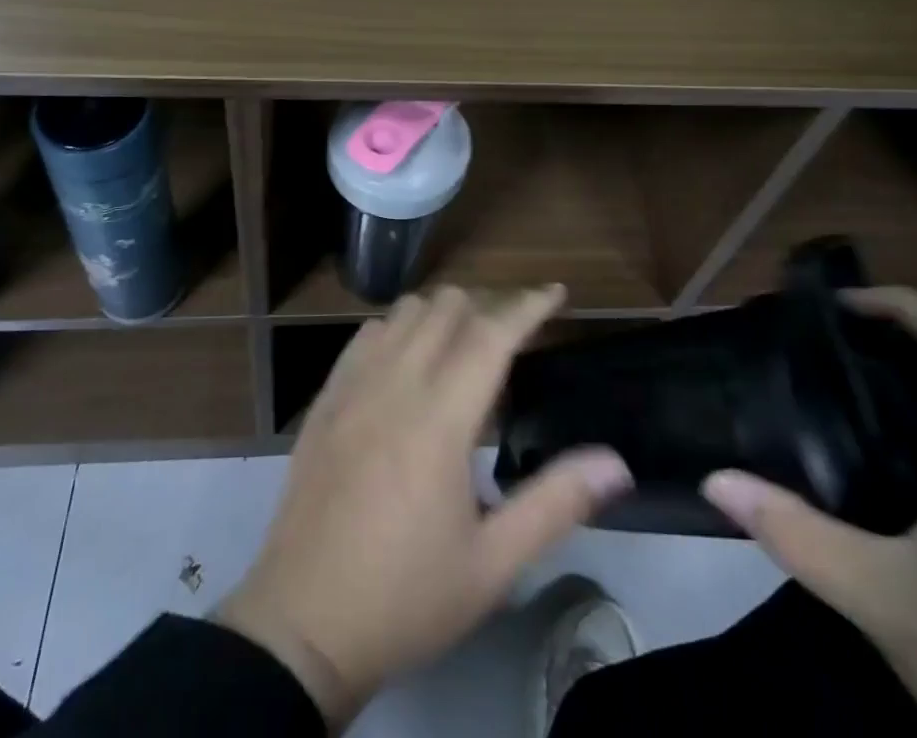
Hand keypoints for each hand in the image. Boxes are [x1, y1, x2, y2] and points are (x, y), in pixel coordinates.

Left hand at [216, 285, 630, 727]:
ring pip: (404, 312)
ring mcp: (352, 386)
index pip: (491, 335)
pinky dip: (398, 328)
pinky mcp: (325, 399)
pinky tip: (407, 359)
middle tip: (513, 336)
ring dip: (441, 313)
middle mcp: (394, 384)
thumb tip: (615, 462)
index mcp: (439, 420)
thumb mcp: (492, 566)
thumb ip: (555, 504)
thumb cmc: (406, 597)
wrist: (301, 625)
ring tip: (464, 345)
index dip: (527, 306)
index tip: (555, 291)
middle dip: (487, 306)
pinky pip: (366, 335)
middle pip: (446, 308)